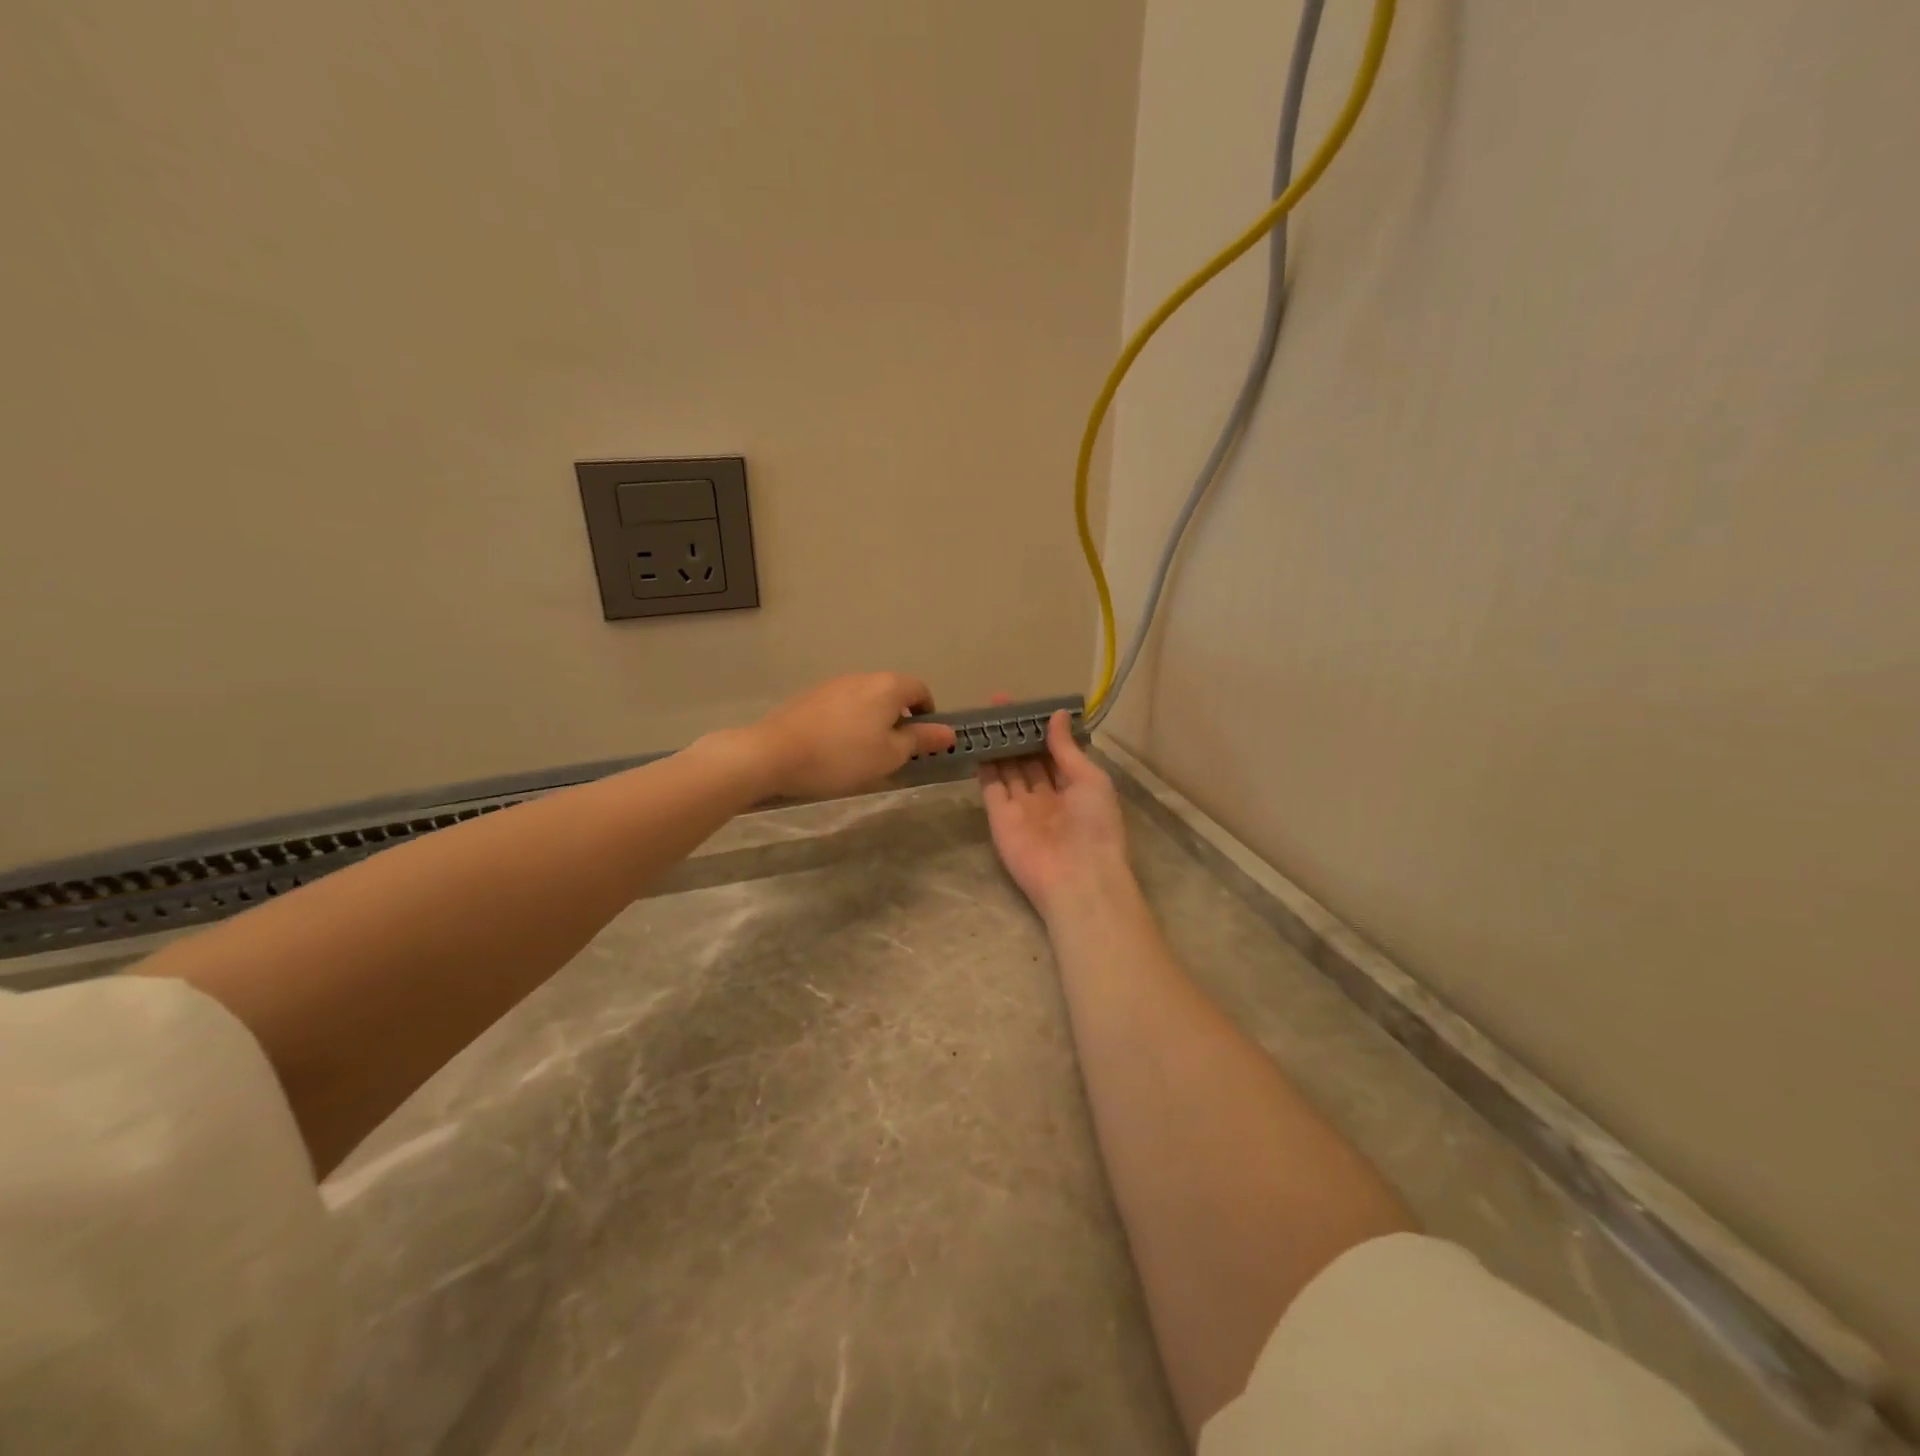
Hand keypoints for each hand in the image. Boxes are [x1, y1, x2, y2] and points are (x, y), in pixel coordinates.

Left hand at [742, 673, 955, 799]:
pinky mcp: (811, 696)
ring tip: (863, 755)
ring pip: (866, 700)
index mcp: (888, 686)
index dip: (928, 715)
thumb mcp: (889, 755)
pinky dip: (849, 723)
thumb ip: (920, 740)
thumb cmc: (843, 756)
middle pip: (892, 693)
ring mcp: (834, 684)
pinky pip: (843, 707)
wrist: (774, 753)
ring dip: (873, 722)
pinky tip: (836, 750)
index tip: (922, 742)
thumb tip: (948, 732)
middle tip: (894, 753)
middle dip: (899, 720)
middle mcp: (863, 676)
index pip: (921, 691)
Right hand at [978, 706, 1130, 921]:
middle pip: (1028, 759)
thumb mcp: (1090, 779)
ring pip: (1008, 769)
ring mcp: (1022, 807)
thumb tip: (1056, 715)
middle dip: (1016, 733)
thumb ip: (1067, 749)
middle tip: (997, 703)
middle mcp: (1048, 796)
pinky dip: (984, 765)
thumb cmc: (1094, 826)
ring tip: (984, 716)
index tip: (1026, 704)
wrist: (1076, 878)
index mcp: (1075, 788)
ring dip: (998, 745)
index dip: (1040, 728)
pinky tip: (975, 741)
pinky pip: (991, 787)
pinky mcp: (1000, 817)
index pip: (1054, 752)